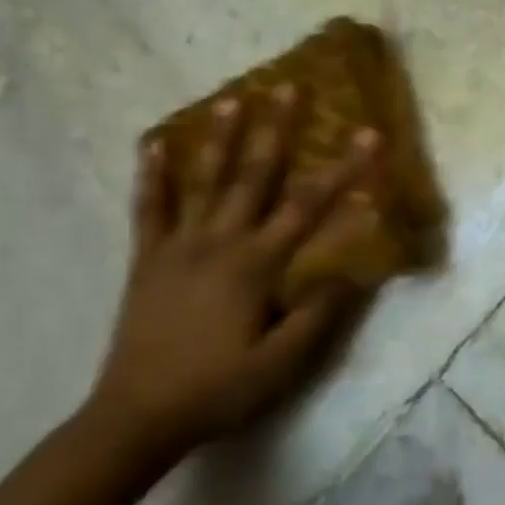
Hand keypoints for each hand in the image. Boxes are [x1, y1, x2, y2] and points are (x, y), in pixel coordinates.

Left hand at [91, 86, 380, 457]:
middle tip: (290, 85)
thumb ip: (318, 316)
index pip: (309, 206)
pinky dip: (151, 175)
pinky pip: (149, 209)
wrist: (135, 418)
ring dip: (220, 137)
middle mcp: (219, 242)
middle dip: (277, 128)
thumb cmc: (216, 392)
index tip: (369, 134)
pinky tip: (152, 145)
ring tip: (232, 97)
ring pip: (204, 180)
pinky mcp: (148, 260)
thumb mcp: (280, 365)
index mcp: (256, 265)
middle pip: (254, 175)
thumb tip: (352, 271)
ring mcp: (179, 247)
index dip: (344, 168)